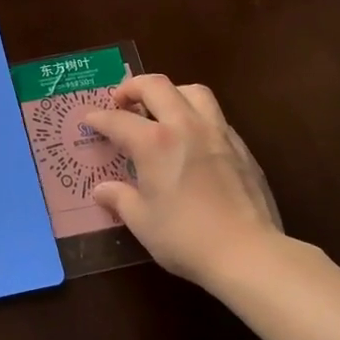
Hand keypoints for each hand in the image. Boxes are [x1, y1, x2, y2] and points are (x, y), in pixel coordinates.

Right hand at [83, 76, 282, 289]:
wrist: (249, 253)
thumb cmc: (186, 237)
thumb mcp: (142, 222)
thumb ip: (120, 199)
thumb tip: (102, 190)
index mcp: (154, 142)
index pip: (118, 120)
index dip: (99, 118)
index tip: (90, 120)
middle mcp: (184, 126)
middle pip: (156, 86)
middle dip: (133, 87)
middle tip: (122, 101)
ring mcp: (217, 133)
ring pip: (193, 91)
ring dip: (172, 93)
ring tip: (162, 109)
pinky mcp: (241, 148)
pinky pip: (215, 116)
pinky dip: (197, 117)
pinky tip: (194, 139)